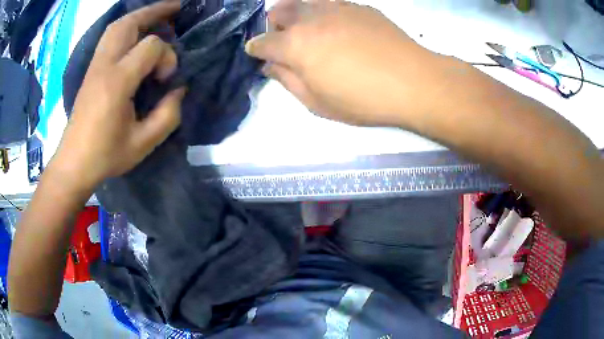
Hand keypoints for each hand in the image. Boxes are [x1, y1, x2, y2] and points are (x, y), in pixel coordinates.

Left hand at [53, 1, 184, 190]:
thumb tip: (178, 90)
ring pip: (117, 26)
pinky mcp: (91, 70)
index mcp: (117, 82)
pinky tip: (137, 34)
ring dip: (140, 17)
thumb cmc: (105, 156)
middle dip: (155, 12)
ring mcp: (95, 66)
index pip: (151, 47)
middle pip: (129, 23)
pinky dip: (126, 27)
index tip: (166, 80)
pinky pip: (110, 37)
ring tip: (158, 16)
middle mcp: (104, 66)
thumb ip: (167, 115)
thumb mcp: (142, 144)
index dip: (167, 57)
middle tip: (176, 9)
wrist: (73, 163)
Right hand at [245, 0, 443, 126]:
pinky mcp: (358, 6)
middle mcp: (310, 19)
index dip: (255, 48)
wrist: (412, 81)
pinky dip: (322, 12)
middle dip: (274, 25)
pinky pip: (330, 3)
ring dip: (296, 14)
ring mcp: (336, 7)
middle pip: (279, 12)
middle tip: (284, 39)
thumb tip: (270, 66)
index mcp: (295, 45)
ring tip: (307, 29)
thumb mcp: (317, 102)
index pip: (262, 42)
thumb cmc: (363, 99)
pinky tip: (336, 26)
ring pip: (303, 2)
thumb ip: (287, 81)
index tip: (256, 53)